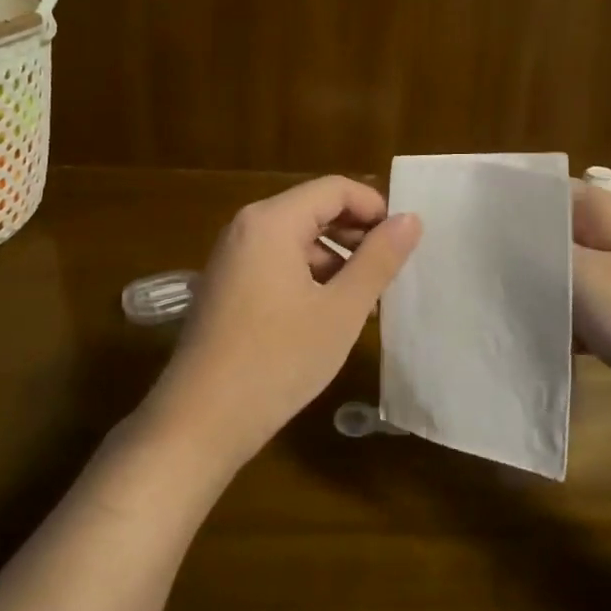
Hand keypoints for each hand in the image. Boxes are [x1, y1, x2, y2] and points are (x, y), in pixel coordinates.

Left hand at [143, 176, 422, 471]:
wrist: (199, 421)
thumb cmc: (277, 360)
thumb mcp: (340, 310)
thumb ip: (378, 260)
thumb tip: (410, 219)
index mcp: (271, 221)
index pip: (334, 189)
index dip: (374, 207)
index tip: (404, 242)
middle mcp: (246, 227)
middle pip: (313, 209)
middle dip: (356, 234)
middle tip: (391, 271)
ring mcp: (231, 257)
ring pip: (296, 239)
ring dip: (335, 259)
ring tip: (366, 300)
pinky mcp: (225, 286)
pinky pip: (276, 263)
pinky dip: (308, 276)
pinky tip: (328, 314)